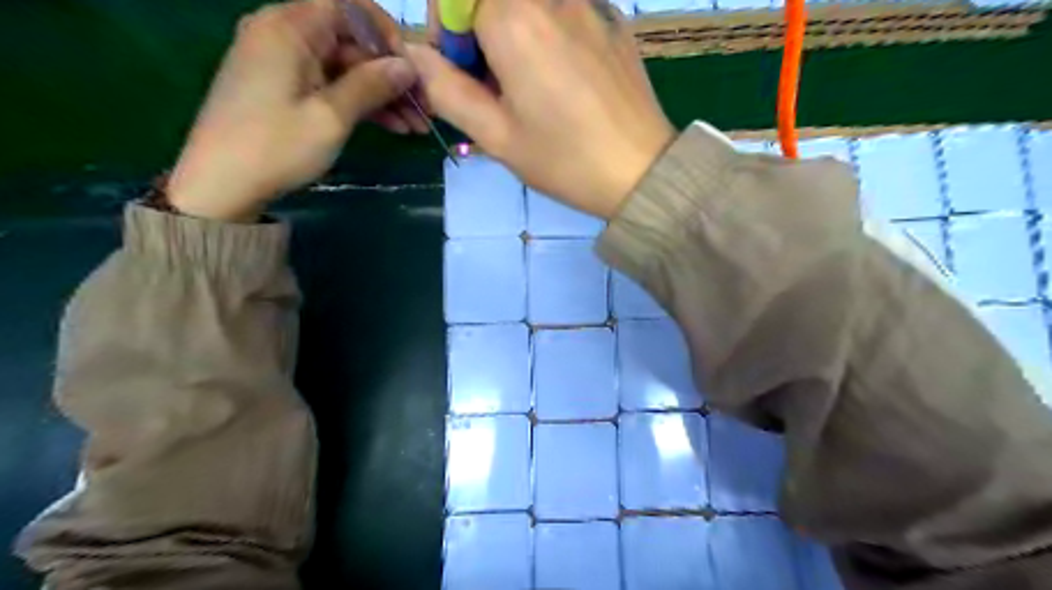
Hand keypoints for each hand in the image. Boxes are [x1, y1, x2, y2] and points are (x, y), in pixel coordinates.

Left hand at [168, 0, 419, 221]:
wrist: (221, 183)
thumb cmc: (276, 146)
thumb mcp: (330, 116)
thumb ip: (371, 85)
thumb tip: (407, 65)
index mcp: (288, 27)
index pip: (347, 6)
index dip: (385, 32)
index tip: (409, 67)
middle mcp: (283, 33)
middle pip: (349, 41)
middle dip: (389, 74)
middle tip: (422, 108)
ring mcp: (283, 62)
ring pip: (344, 67)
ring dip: (380, 94)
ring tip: (413, 125)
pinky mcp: (284, 87)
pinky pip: (330, 83)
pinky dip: (359, 102)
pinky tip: (391, 126)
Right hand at [405, 0, 667, 218]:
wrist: (641, 172)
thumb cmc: (564, 160)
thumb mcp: (496, 136)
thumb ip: (446, 89)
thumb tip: (415, 54)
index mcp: (515, 19)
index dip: (447, 29)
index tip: (461, 71)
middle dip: (479, 30)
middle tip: (494, 83)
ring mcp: (589, 2)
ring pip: (529, 5)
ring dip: (514, 32)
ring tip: (530, 85)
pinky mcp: (613, 18)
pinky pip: (564, 10)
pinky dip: (547, 32)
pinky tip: (564, 79)